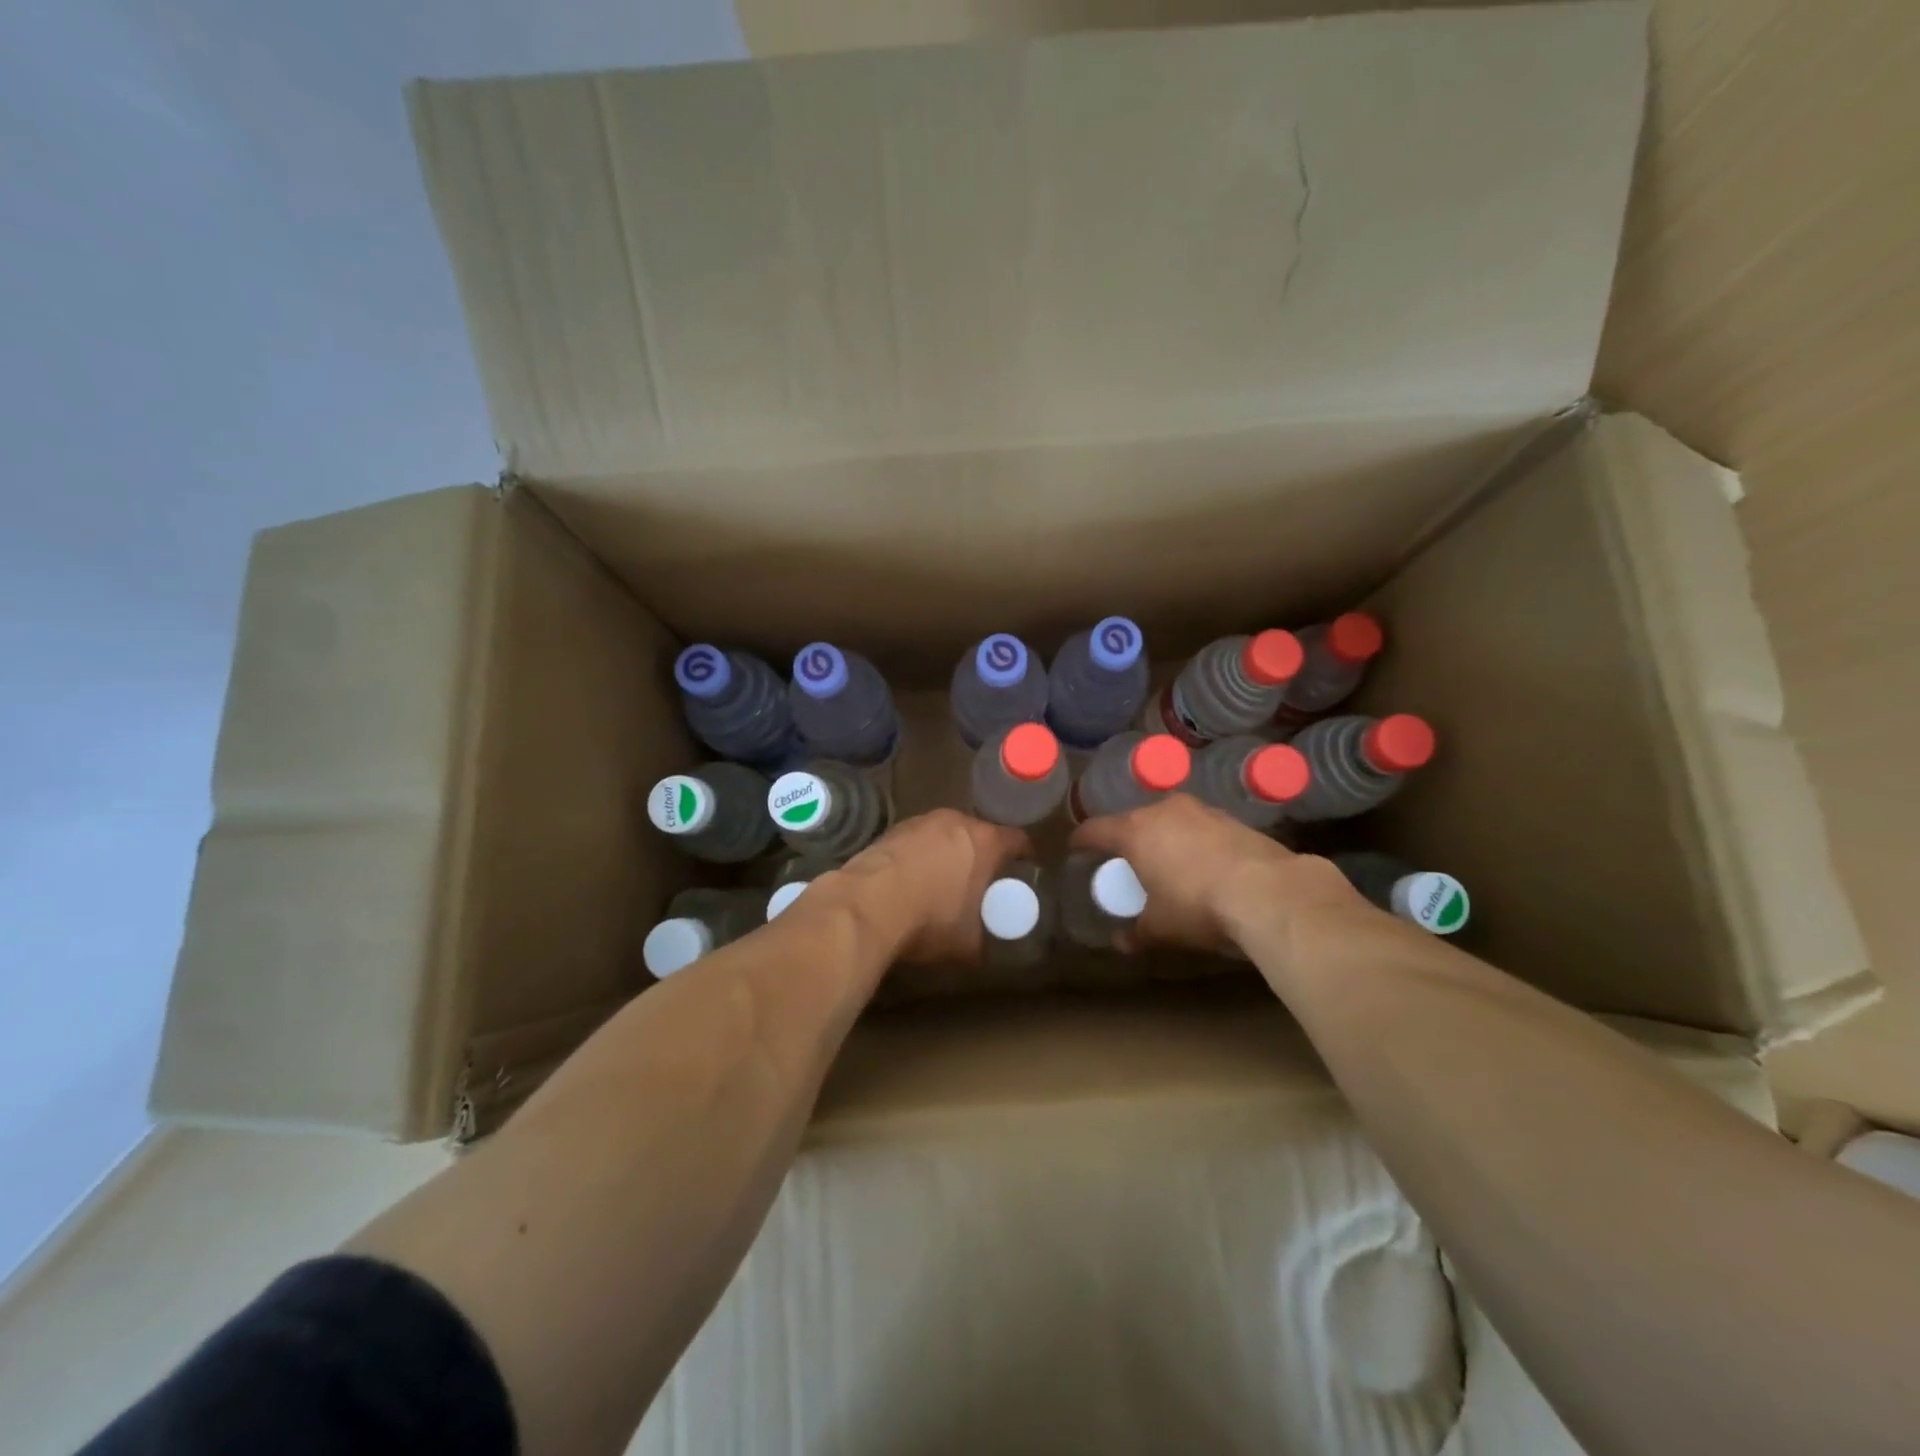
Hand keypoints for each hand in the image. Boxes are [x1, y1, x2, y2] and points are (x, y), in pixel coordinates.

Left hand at [837, 809, 1029, 963]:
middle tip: (981, 880)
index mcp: (985, 841)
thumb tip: (987, 945)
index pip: (1017, 840)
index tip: (1023, 871)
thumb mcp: (968, 942)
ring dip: (948, 853)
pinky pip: (917, 841)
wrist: (866, 905)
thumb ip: (985, 937)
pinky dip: (919, 856)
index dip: (1023, 856)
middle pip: (979, 833)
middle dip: (982, 854)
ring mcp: (920, 822)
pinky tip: (911, 881)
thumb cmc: (929, 919)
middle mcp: (955, 821)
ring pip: (945, 834)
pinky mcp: (891, 830)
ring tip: (942, 881)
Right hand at [1070, 794, 1359, 951]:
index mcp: (1134, 831)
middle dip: (1127, 839)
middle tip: (1125, 861)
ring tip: (1166, 862)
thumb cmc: (1197, 905)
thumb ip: (1136, 932)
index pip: (1095, 830)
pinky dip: (1194, 842)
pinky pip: (1200, 827)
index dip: (1082, 840)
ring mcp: (1201, 811)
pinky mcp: (1232, 818)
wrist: (1267, 891)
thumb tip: (1121, 943)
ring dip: (1163, 838)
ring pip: (1170, 820)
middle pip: (1133, 820)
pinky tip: (1203, 864)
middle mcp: (1163, 811)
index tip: (1076, 848)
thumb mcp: (1160, 927)